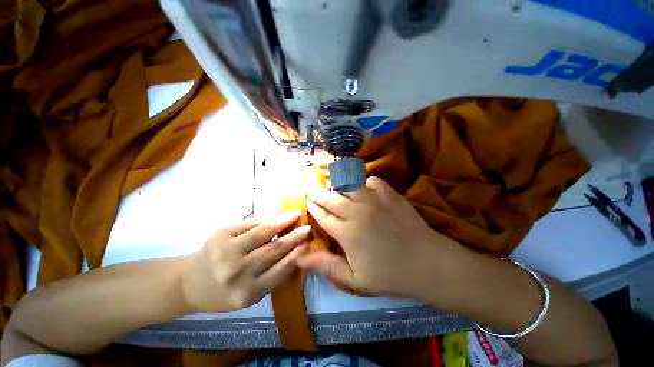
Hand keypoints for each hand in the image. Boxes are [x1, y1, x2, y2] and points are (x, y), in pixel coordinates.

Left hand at [182, 211, 308, 312]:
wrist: (189, 283)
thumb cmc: (224, 292)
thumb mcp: (251, 294)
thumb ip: (273, 275)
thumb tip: (295, 250)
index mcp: (248, 293)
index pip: (282, 269)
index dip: (298, 253)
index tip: (308, 243)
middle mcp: (238, 273)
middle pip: (275, 248)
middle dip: (295, 235)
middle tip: (307, 227)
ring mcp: (227, 251)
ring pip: (264, 231)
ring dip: (283, 221)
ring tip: (295, 215)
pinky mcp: (221, 234)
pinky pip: (251, 223)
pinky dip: (266, 220)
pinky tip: (276, 218)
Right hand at [299, 177, 466, 299]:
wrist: (427, 262)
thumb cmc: (389, 274)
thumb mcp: (354, 279)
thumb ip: (326, 266)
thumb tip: (299, 258)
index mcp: (347, 233)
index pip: (322, 216)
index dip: (312, 208)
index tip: (307, 201)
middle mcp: (357, 211)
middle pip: (330, 198)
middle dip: (317, 193)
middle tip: (310, 188)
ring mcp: (374, 199)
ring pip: (348, 185)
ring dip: (337, 186)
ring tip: (332, 187)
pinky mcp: (389, 193)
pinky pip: (370, 180)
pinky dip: (363, 183)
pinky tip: (363, 189)